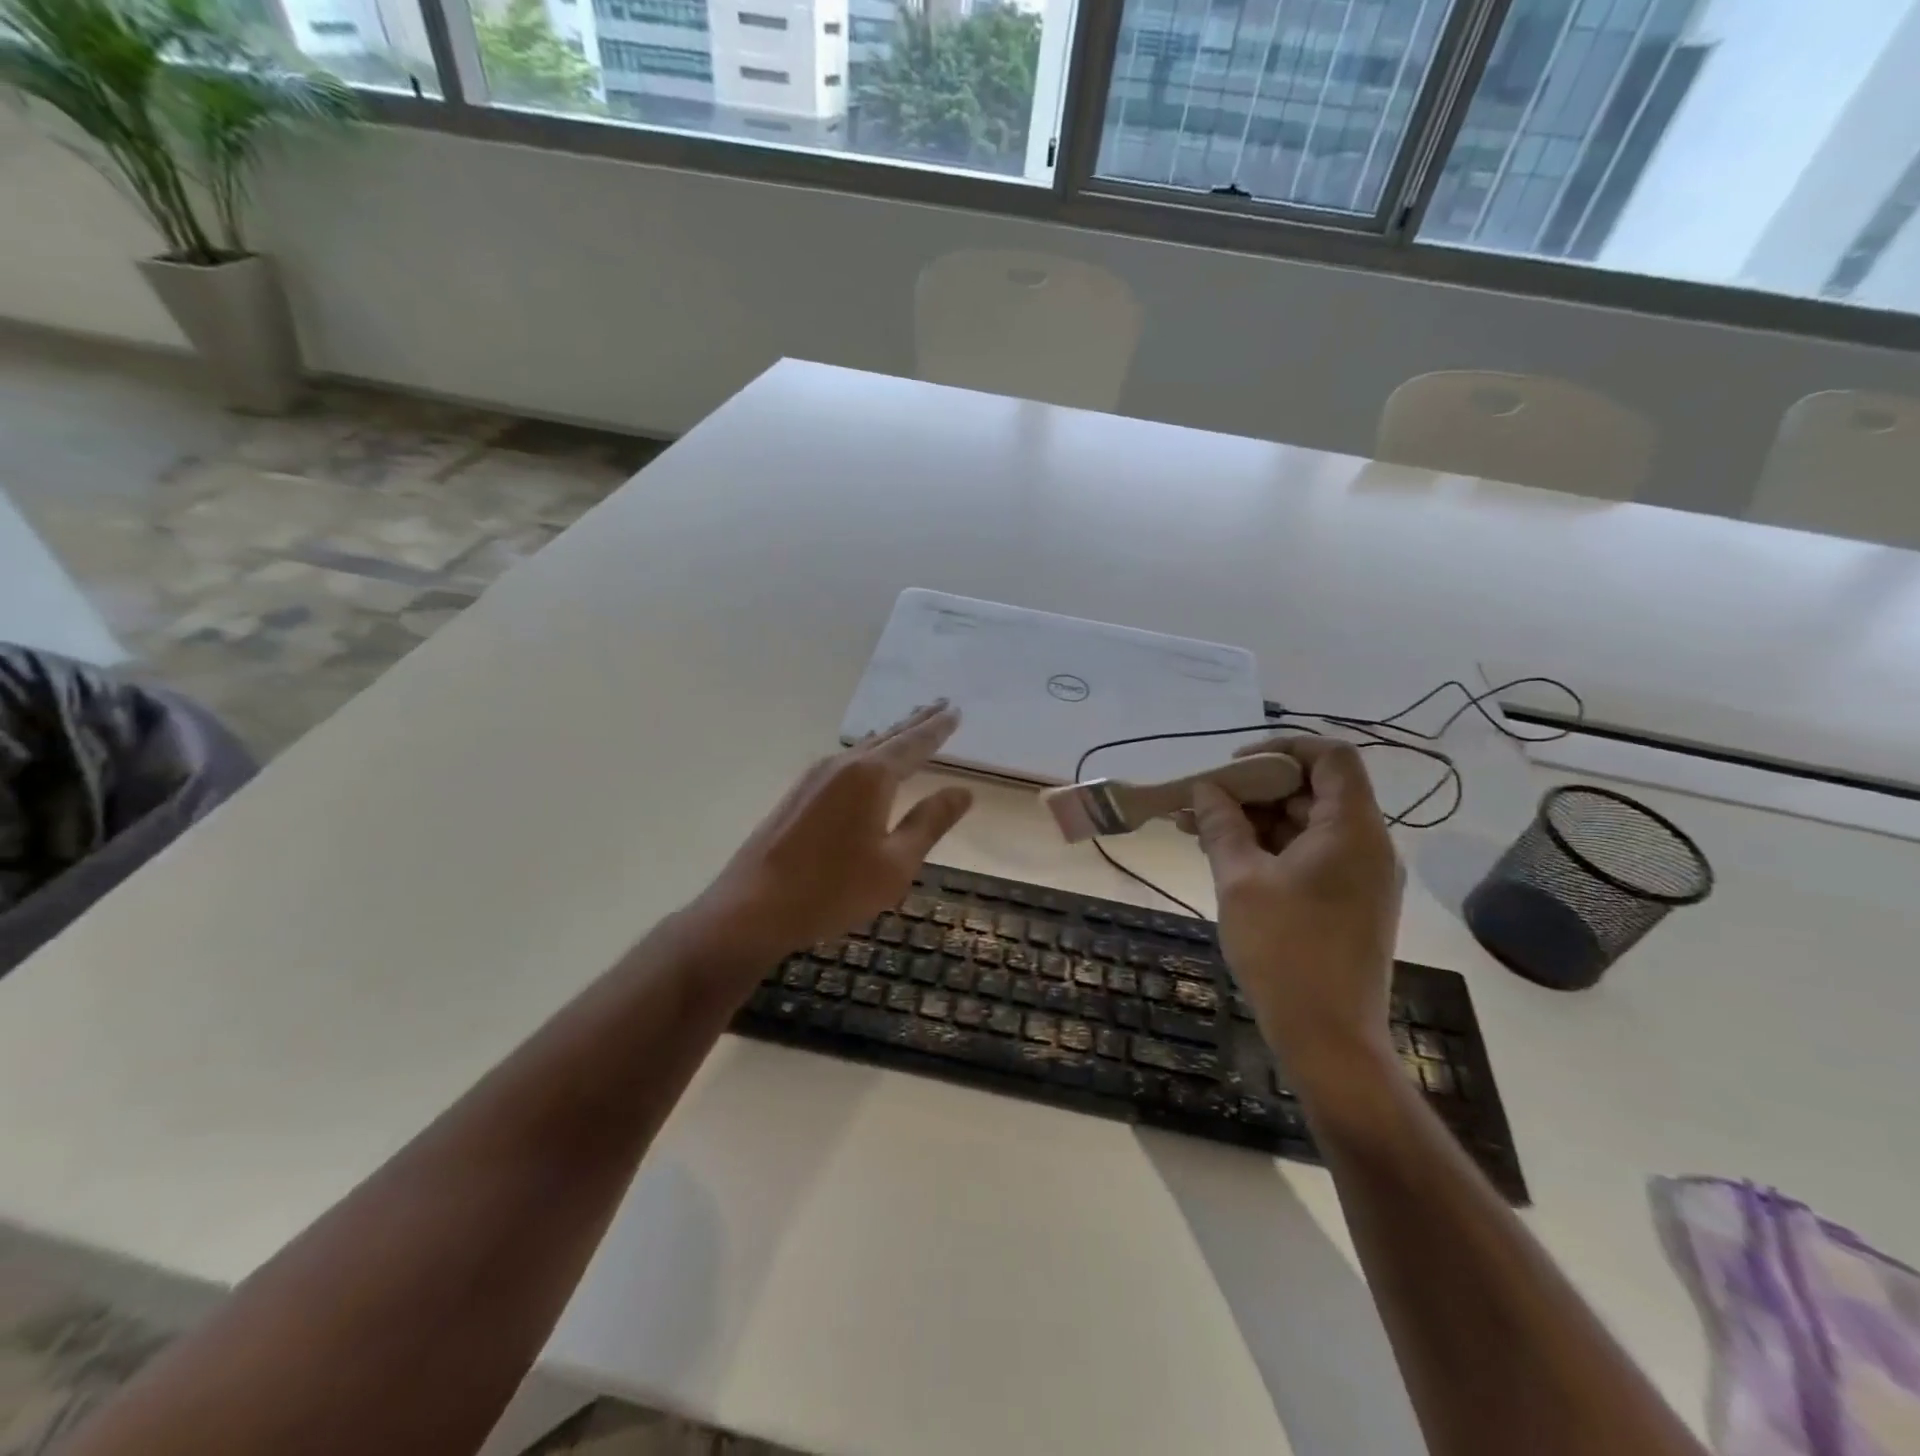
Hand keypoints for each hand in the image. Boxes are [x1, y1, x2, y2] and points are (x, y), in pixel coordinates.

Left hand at [690, 703, 973, 964]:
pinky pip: (846, 759)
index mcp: (871, 777)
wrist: (752, 908)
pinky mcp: (799, 793)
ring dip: (892, 735)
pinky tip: (868, 757)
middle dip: (917, 721)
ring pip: (864, 746)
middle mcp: (843, 765)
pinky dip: (869, 751)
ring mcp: (816, 777)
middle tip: (941, 703)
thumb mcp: (895, 864)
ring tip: (911, 723)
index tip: (956, 710)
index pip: (914, 744)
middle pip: (888, 736)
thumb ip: (929, 823)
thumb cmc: (832, 889)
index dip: (938, 729)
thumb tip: (963, 792)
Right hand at [1188, 736, 1401, 1083]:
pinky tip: (1224, 857)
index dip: (1282, 748)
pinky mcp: (1349, 902)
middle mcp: (1367, 846)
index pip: (1331, 758)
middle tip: (1202, 800)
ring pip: (1307, 825)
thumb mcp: (1240, 881)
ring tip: (1197, 828)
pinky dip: (1270, 848)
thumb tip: (1205, 789)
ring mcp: (1360, 877)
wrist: (1328, 1038)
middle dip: (1254, 789)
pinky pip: (1310, 856)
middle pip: (1314, 791)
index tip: (1233, 766)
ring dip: (1255, 821)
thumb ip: (1222, 826)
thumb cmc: (1284, 951)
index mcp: (1352, 831)